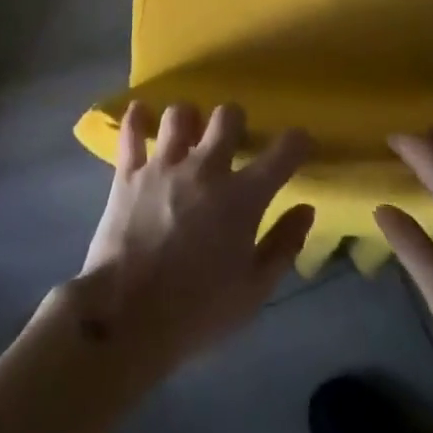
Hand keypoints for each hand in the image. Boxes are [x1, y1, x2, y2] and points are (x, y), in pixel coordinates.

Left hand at [72, 102, 314, 380]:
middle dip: (236, 122)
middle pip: (227, 115)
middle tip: (233, 141)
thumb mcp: (253, 292)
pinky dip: (137, 118)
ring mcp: (164, 166)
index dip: (298, 141)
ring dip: (189, 120)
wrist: (126, 319)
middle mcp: (206, 168)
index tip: (301, 143)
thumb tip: (306, 209)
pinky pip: (132, 131)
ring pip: (180, 113)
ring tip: (188, 136)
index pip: (283, 152)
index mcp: (242, 197)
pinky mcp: (128, 173)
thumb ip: (283, 246)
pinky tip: (141, 113)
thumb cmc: (197, 312)